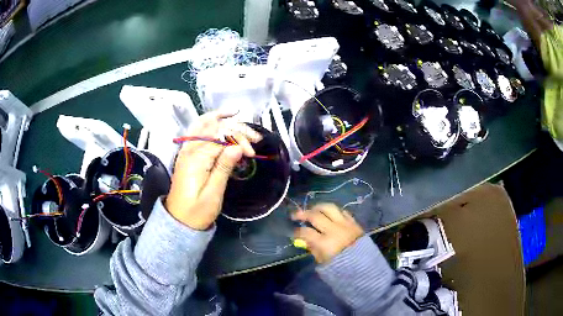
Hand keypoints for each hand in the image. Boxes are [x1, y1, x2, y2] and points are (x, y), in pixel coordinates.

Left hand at [165, 111, 260, 229]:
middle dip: (235, 128)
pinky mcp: (186, 155)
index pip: (221, 137)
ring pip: (202, 124)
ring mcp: (185, 150)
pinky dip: (209, 125)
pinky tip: (218, 124)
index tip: (252, 152)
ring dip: (219, 118)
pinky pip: (196, 132)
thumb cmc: (197, 211)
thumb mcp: (213, 193)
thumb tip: (237, 146)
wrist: (178, 221)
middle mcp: (189, 149)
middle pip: (213, 127)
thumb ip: (223, 167)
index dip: (239, 139)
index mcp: (196, 159)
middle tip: (253, 137)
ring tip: (235, 114)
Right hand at [292, 203, 363, 263]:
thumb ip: (312, 249)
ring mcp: (345, 224)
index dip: (297, 231)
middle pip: (315, 216)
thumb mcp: (323, 262)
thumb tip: (303, 239)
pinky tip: (329, 214)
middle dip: (303, 213)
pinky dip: (334, 211)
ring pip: (329, 208)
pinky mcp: (353, 222)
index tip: (293, 232)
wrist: (364, 267)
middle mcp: (334, 230)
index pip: (306, 232)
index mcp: (325, 243)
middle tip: (296, 214)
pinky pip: (342, 211)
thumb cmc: (341, 268)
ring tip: (312, 209)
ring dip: (318, 207)